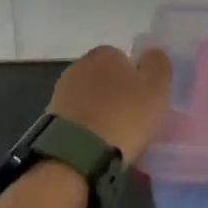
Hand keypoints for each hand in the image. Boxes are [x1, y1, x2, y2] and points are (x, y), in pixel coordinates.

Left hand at [48, 46, 173, 163]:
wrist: (77, 155)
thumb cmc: (124, 115)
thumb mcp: (157, 86)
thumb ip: (158, 63)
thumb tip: (151, 55)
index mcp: (105, 53)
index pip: (125, 59)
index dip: (138, 80)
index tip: (145, 101)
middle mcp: (79, 66)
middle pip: (106, 79)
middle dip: (117, 95)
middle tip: (133, 120)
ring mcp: (61, 94)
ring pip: (91, 100)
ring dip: (100, 113)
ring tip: (115, 138)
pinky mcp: (50, 121)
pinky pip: (78, 121)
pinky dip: (87, 130)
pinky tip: (97, 146)